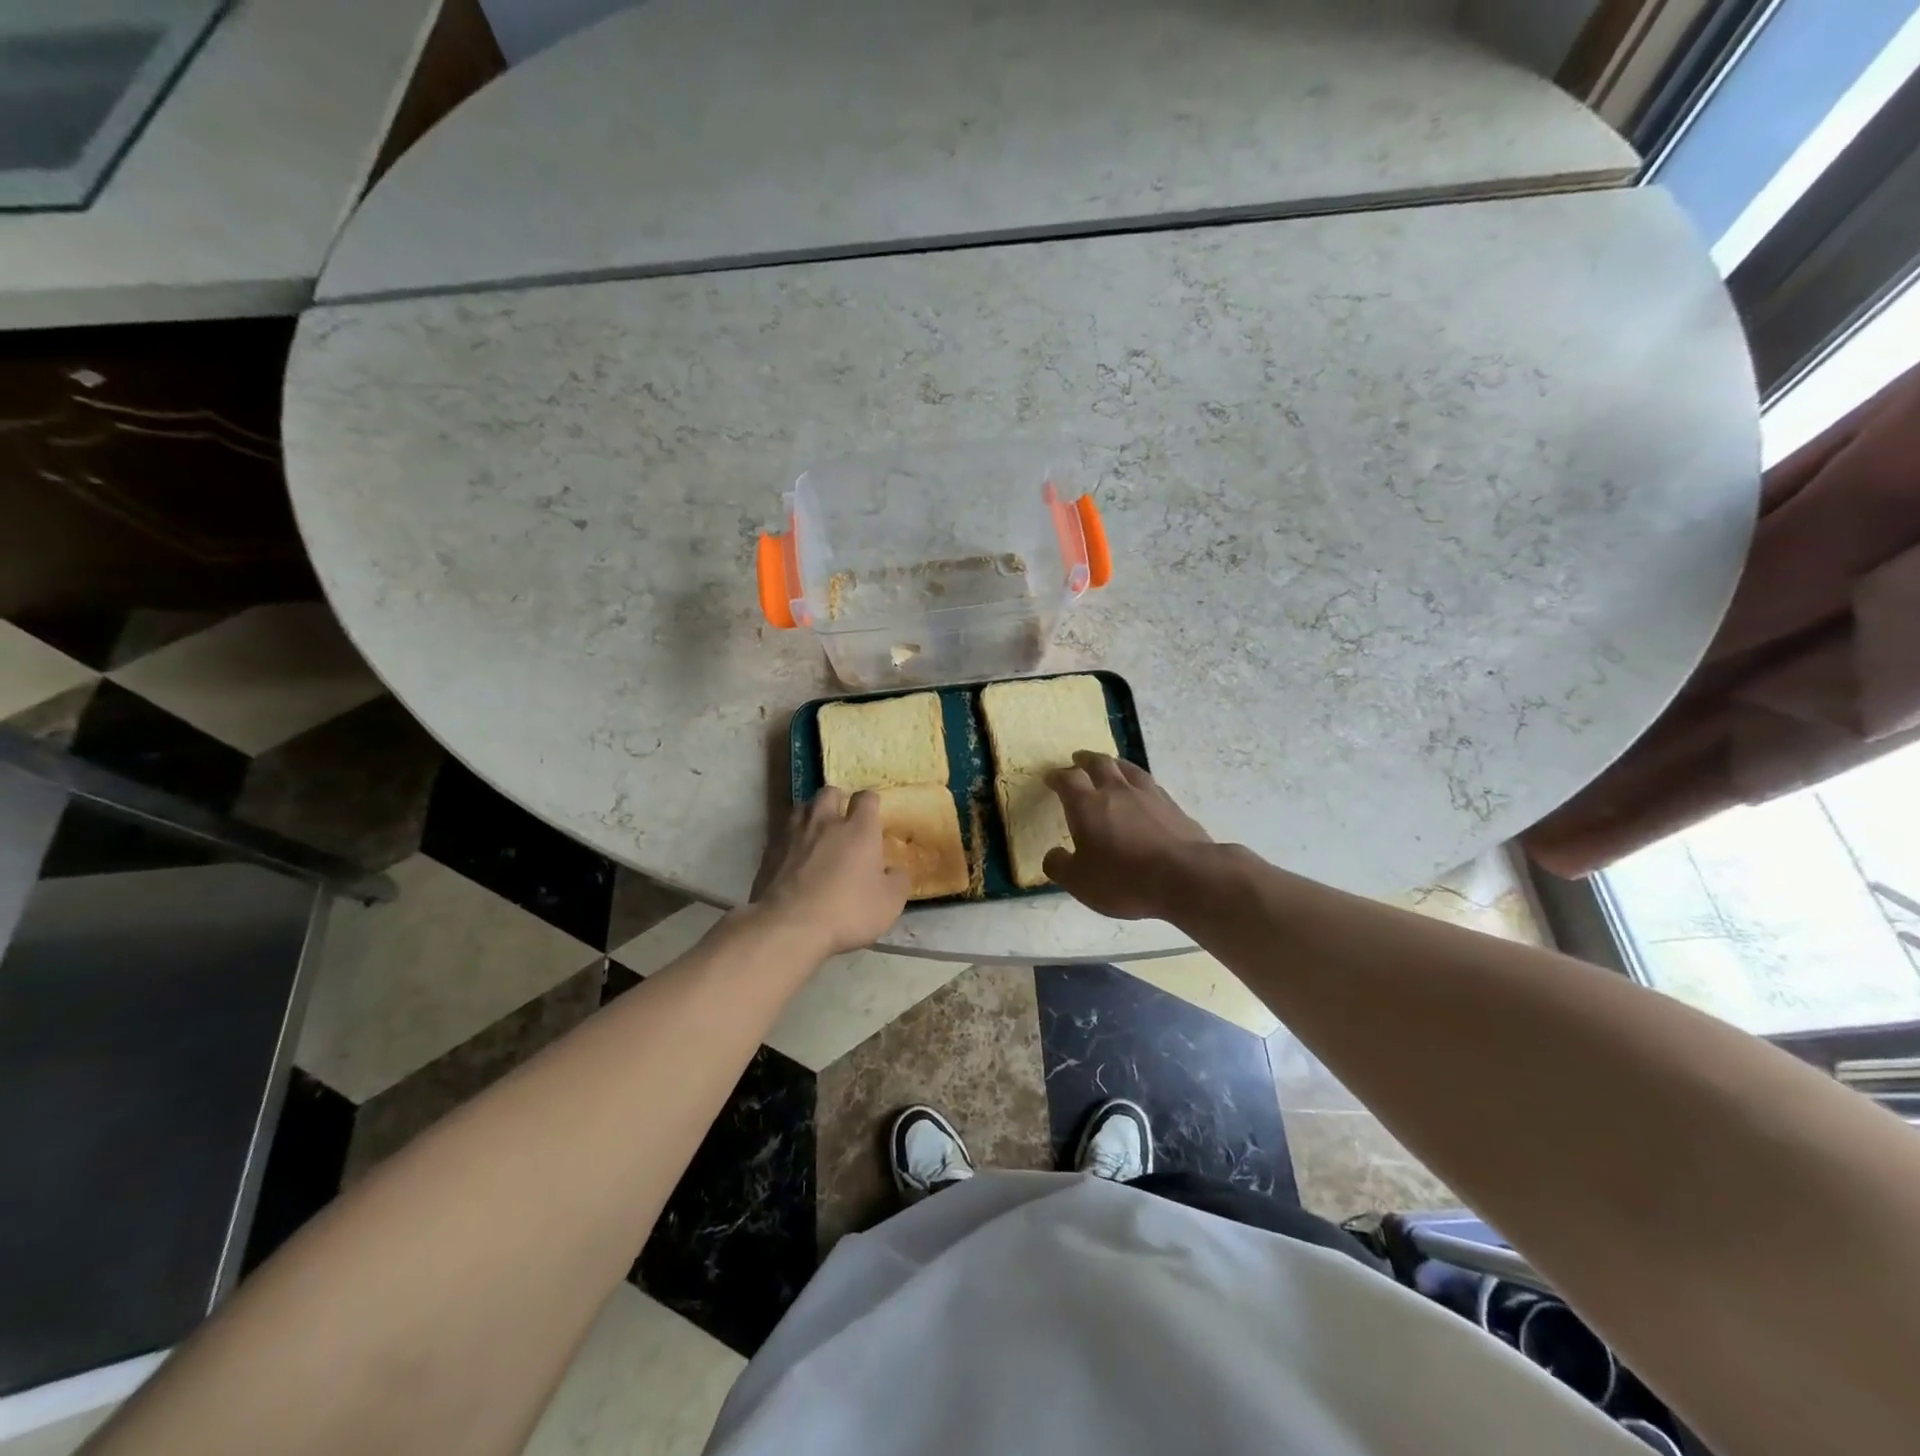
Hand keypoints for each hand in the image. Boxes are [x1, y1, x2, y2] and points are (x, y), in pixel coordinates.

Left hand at [754, 787, 909, 955]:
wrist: (789, 926)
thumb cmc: (847, 911)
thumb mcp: (889, 903)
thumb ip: (898, 881)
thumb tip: (894, 871)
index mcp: (858, 829)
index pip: (866, 798)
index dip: (871, 803)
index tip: (873, 815)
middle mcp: (825, 822)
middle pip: (829, 792)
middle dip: (837, 800)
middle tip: (841, 819)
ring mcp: (792, 834)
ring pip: (802, 808)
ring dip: (811, 814)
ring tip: (815, 831)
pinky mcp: (769, 851)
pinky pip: (782, 833)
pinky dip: (790, 838)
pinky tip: (793, 856)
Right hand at [1043, 752, 1212, 919]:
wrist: (1184, 877)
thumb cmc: (1123, 878)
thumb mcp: (1079, 882)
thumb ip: (1060, 866)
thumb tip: (1052, 855)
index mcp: (1087, 805)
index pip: (1067, 780)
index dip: (1057, 777)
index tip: (1050, 777)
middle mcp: (1117, 791)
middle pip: (1100, 763)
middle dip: (1086, 759)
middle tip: (1079, 758)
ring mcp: (1149, 795)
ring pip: (1128, 769)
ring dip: (1115, 764)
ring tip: (1111, 765)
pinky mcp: (1174, 807)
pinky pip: (1151, 786)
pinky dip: (1140, 784)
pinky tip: (1143, 792)